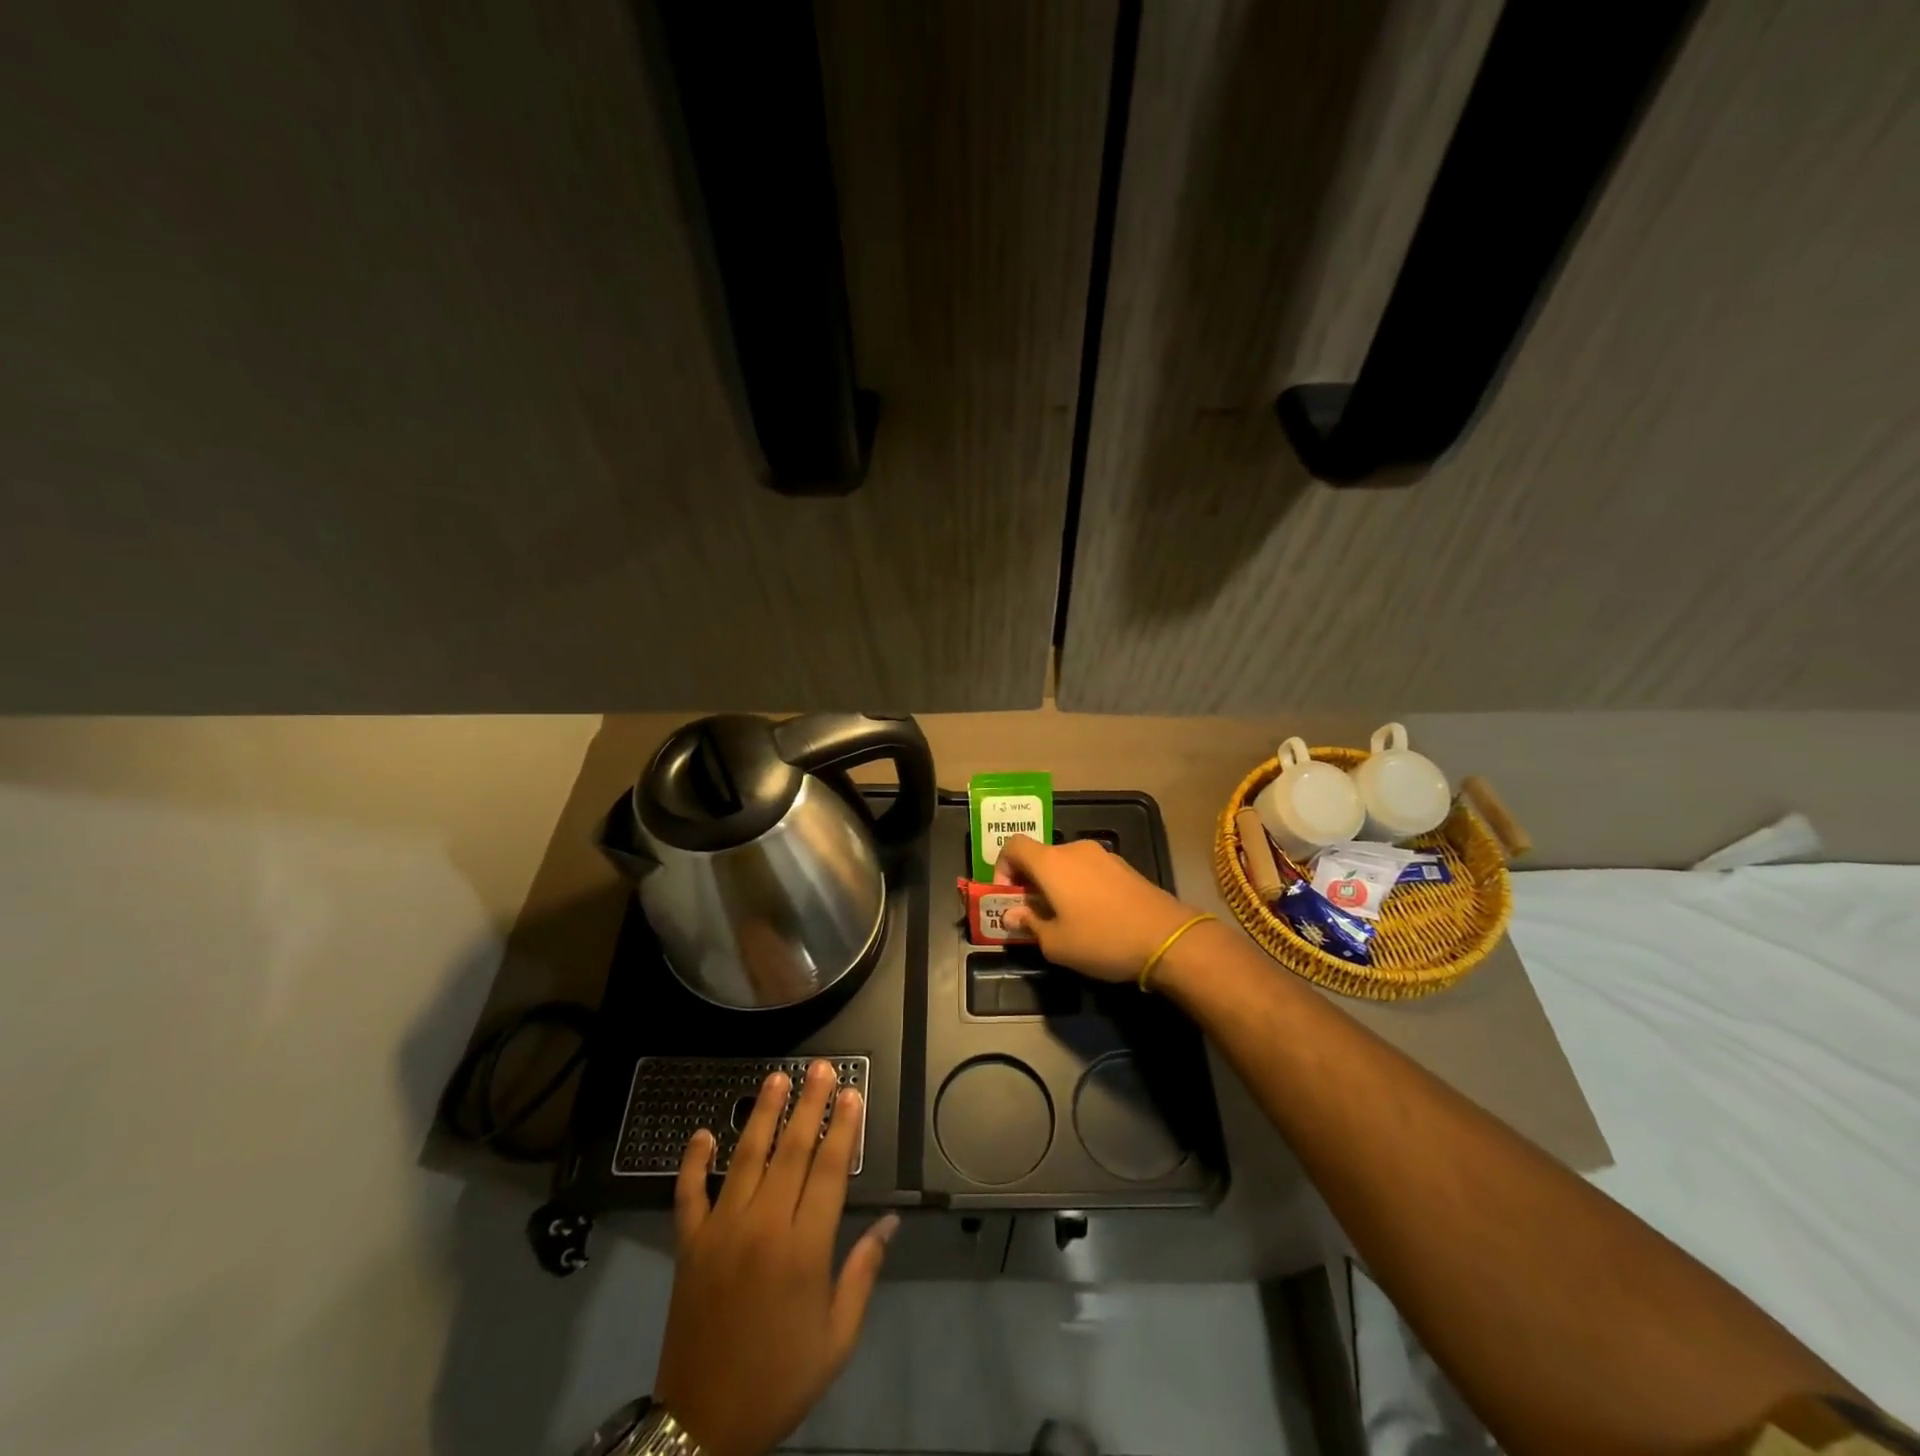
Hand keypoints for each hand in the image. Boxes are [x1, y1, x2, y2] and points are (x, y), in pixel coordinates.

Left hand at [653, 1061, 898, 1455]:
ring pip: (745, 1158)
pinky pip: (688, 1194)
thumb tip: (890, 1222)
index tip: (851, 1093)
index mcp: (804, 1249)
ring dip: (762, 1115)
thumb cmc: (780, 1379)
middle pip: (791, 1151)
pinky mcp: (689, 1245)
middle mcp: (763, 1227)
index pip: (829, 1170)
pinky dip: (692, 1162)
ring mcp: (721, 1231)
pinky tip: (701, 1134)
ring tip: (777, 1078)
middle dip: (809, 1105)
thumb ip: (863, 1272)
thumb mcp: (836, 1338)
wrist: (703, 1426)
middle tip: (821, 1068)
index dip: (842, 1127)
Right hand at [993, 833, 1201, 982]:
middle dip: (1030, 882)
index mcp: (1051, 862)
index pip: (1013, 846)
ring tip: (1064, 919)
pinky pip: (1088, 870)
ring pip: (1065, 864)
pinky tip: (1092, 916)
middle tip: (1033, 915)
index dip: (1002, 867)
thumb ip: (1029, 924)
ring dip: (1056, 885)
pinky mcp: (1124, 867)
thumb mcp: (1056, 943)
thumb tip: (1011, 914)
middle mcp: (1074, 849)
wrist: (1167, 938)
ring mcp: (1102, 855)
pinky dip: (1079, 886)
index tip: (1008, 897)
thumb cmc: (1102, 939)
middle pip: (1040, 856)